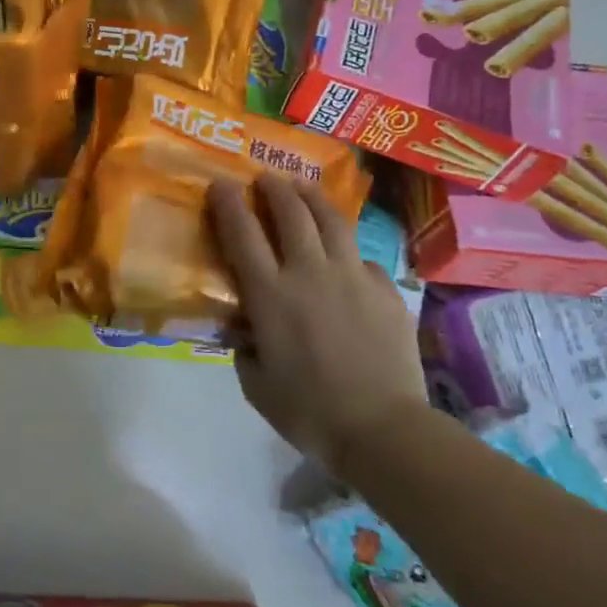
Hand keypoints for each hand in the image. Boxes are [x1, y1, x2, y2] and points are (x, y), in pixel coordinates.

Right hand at [208, 175, 428, 473]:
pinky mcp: (386, 288)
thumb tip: (246, 331)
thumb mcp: (256, 385)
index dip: (228, 203)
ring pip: (330, 220)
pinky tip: (345, 259)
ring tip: (302, 188)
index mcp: (270, 294)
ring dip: (311, 197)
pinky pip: (362, 258)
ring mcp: (352, 276)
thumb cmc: (309, 412)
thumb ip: (245, 350)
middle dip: (274, 187)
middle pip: (291, 212)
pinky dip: (347, 251)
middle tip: (265, 178)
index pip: (242, 233)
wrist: (383, 429)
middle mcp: (309, 272)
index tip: (220, 183)